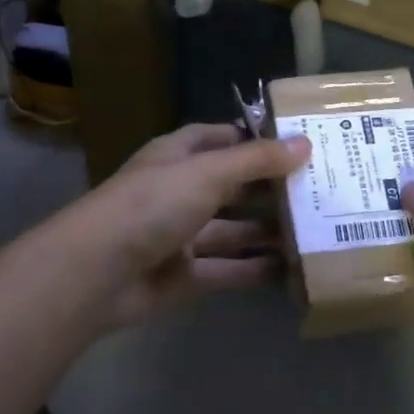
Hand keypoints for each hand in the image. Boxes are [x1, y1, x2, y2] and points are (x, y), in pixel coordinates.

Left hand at [78, 123, 310, 326]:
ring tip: (312, 230)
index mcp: (177, 157)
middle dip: (268, 188)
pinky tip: (289, 269)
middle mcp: (178, 191)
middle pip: (230, 186)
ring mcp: (179, 235)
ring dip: (265, 231)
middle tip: (317, 190)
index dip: (252, 139)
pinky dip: (253, 270)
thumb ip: (256, 160)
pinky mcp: (182, 276)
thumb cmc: (152, 204)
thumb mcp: (208, 172)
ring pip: (231, 231)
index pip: (218, 138)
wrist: (97, 272)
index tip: (294, 144)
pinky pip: (225, 269)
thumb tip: (305, 144)